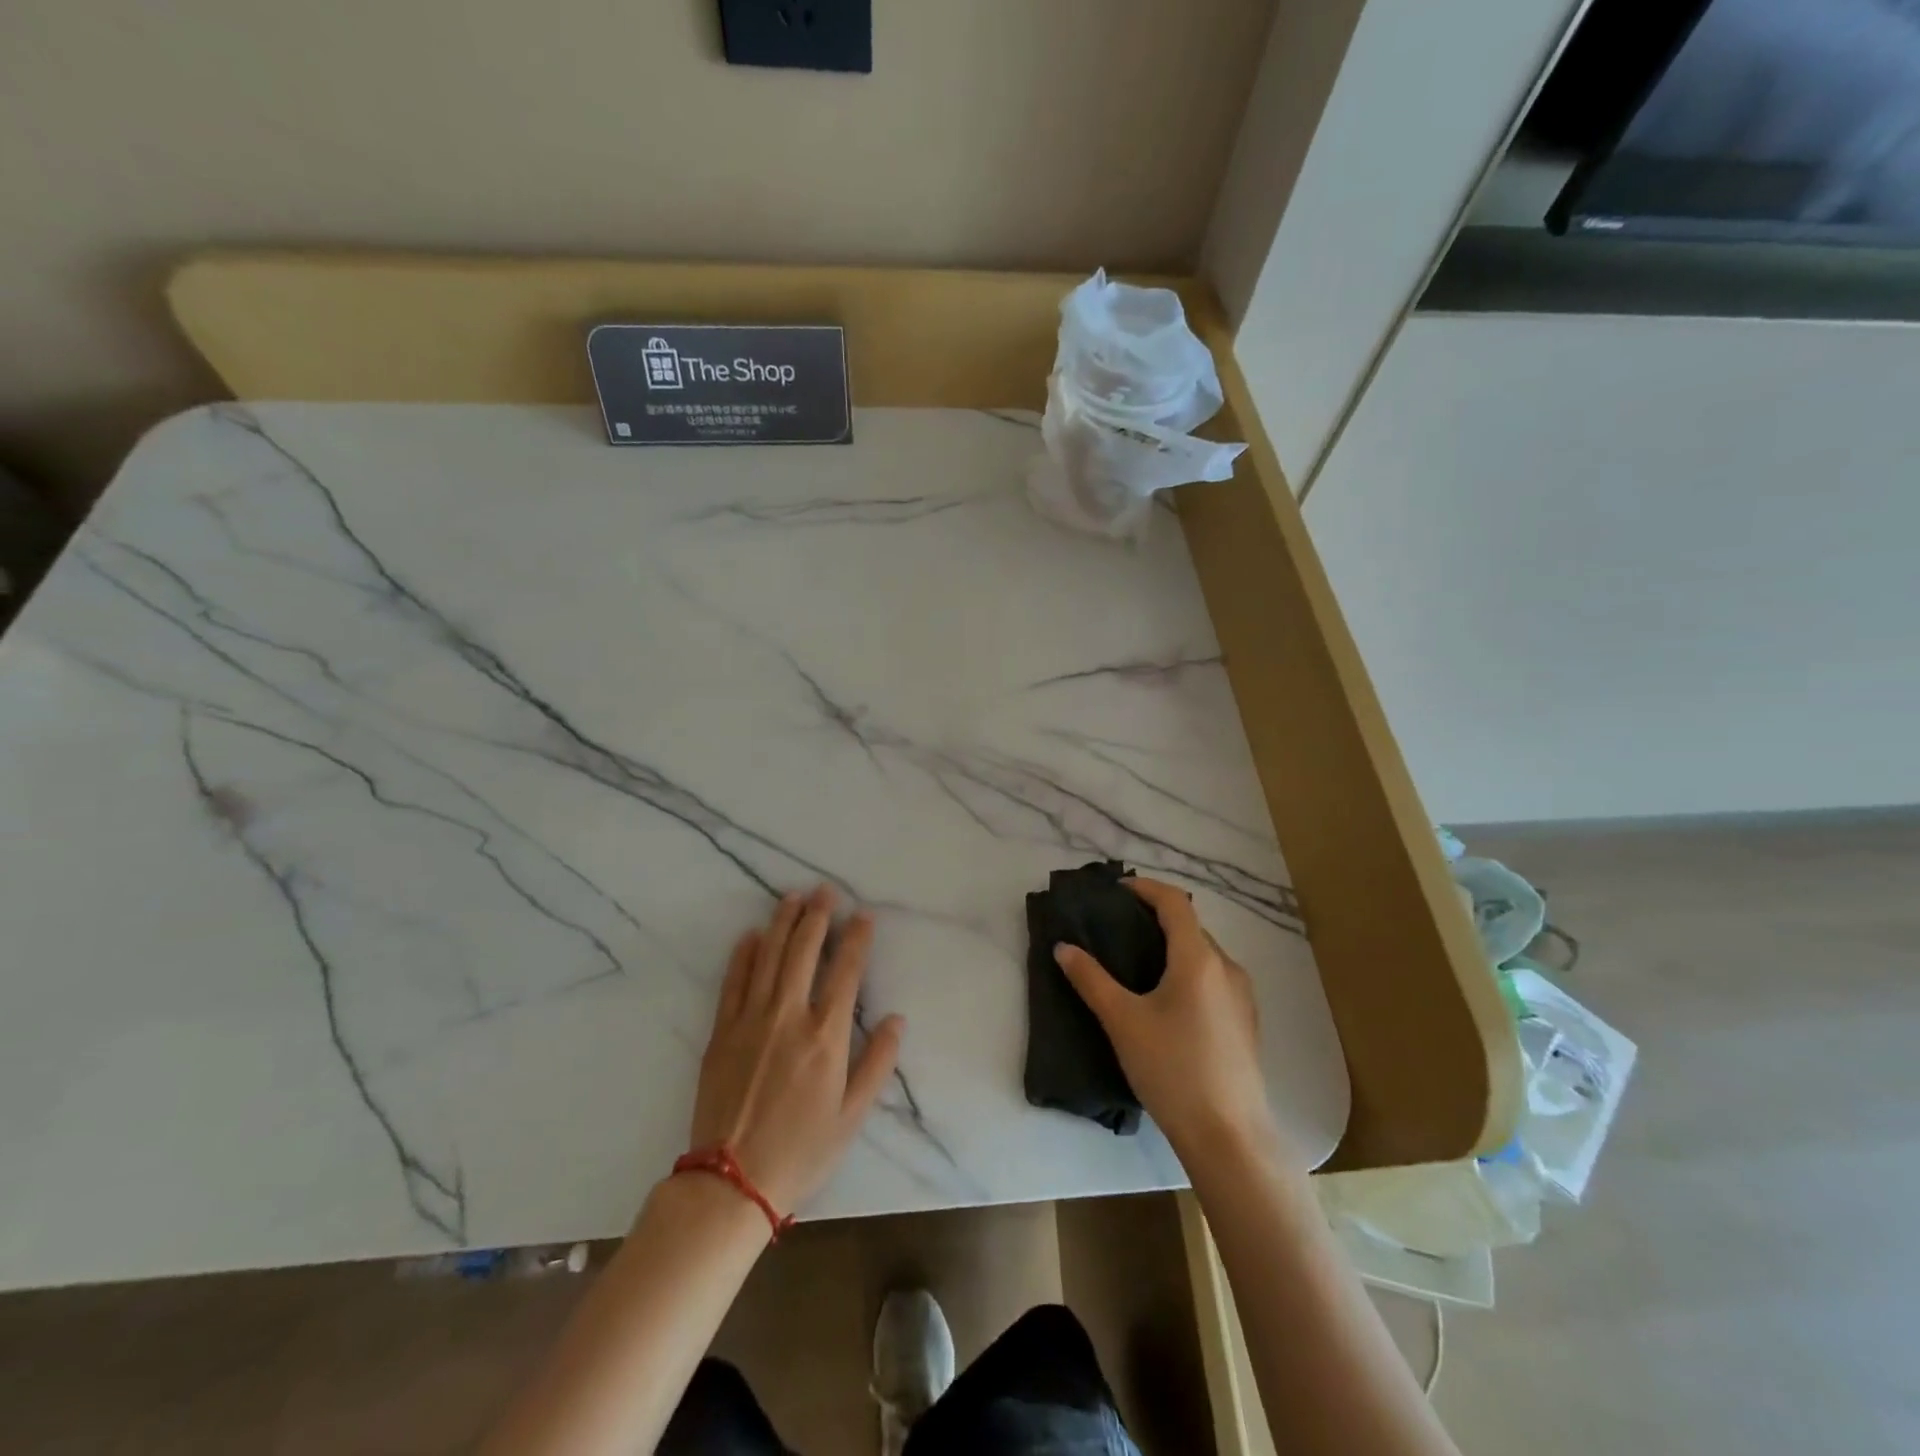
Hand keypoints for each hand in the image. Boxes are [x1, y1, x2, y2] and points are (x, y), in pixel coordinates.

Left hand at [689, 885, 903, 1214]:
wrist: (731, 1181)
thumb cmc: (801, 1151)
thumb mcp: (853, 1116)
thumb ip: (877, 1063)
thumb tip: (897, 1020)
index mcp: (826, 1036)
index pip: (845, 971)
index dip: (856, 938)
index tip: (862, 915)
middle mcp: (789, 1016)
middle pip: (804, 951)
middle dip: (817, 916)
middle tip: (824, 890)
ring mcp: (751, 1020)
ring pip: (768, 957)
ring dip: (782, 923)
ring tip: (792, 897)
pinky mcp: (722, 1031)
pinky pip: (734, 982)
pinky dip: (743, 954)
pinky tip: (751, 935)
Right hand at [1054, 878, 1276, 1158]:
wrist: (1229, 1138)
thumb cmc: (1173, 1070)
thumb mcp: (1123, 1022)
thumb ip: (1091, 979)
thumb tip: (1063, 947)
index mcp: (1199, 959)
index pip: (1175, 902)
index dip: (1146, 888)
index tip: (1116, 891)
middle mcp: (1227, 968)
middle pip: (1190, 926)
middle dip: (1155, 918)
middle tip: (1117, 927)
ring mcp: (1242, 996)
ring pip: (1203, 954)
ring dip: (1172, 945)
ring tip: (1136, 961)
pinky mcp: (1245, 1022)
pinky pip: (1213, 978)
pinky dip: (1187, 970)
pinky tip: (1165, 999)